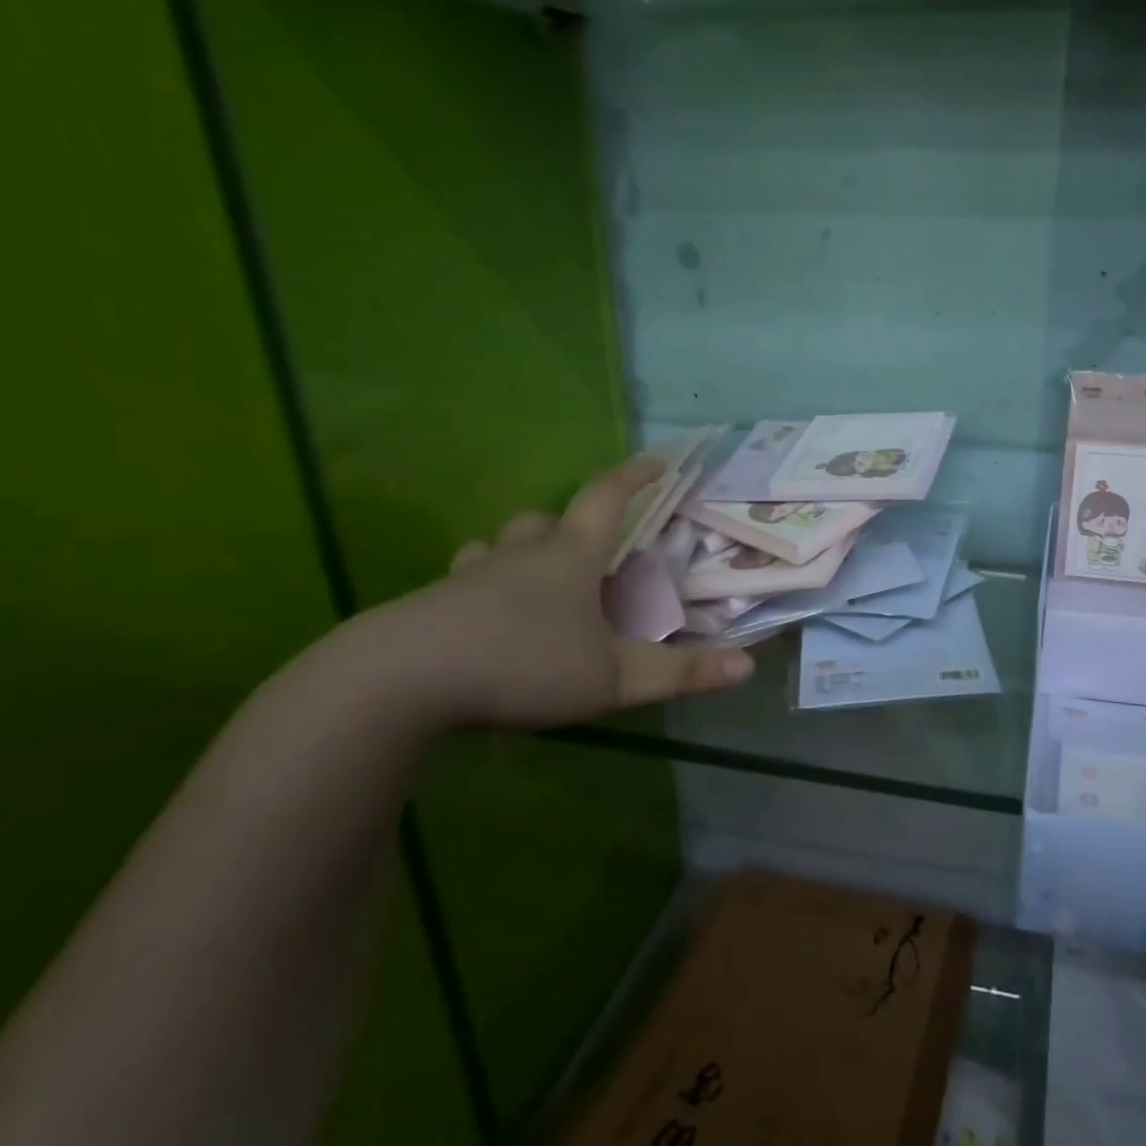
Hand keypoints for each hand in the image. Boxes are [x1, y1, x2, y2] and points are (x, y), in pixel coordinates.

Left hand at [360, 457, 752, 732]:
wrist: (398, 683)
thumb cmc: (522, 665)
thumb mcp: (612, 677)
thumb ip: (680, 672)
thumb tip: (747, 665)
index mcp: (568, 558)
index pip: (605, 499)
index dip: (632, 477)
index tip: (654, 462)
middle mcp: (517, 556)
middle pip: (541, 520)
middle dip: (566, 524)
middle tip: (583, 549)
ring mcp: (465, 579)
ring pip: (493, 547)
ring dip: (514, 554)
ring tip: (528, 583)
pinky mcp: (427, 608)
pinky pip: (459, 586)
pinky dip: (476, 594)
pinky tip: (479, 629)